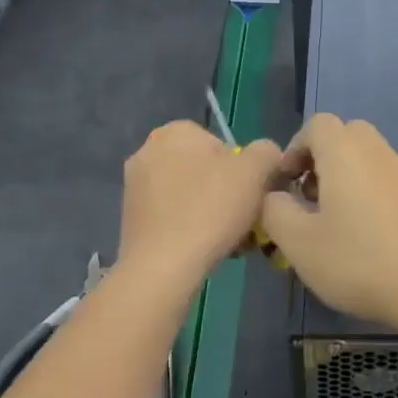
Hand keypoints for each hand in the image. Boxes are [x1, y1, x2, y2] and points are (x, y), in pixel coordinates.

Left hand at [117, 121, 283, 293]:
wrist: (163, 266)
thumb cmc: (211, 210)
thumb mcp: (256, 171)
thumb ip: (267, 152)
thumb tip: (266, 155)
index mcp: (176, 131)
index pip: (224, 144)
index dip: (246, 171)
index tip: (253, 196)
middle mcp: (148, 150)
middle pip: (206, 170)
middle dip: (228, 193)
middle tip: (245, 220)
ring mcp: (135, 185)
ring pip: (191, 195)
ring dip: (212, 212)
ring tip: (231, 240)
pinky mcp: (131, 217)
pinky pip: (173, 216)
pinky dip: (191, 227)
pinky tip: (206, 248)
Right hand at [261, 114, 397, 329]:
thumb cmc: (359, 261)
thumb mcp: (298, 242)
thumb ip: (275, 211)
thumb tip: (275, 197)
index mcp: (346, 152)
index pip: (317, 125)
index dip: (294, 149)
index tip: (285, 185)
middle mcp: (378, 153)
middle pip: (345, 137)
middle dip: (320, 160)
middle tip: (307, 198)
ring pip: (367, 160)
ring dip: (343, 180)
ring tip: (331, 222)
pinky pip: (385, 182)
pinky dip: (367, 195)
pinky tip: (363, 238)